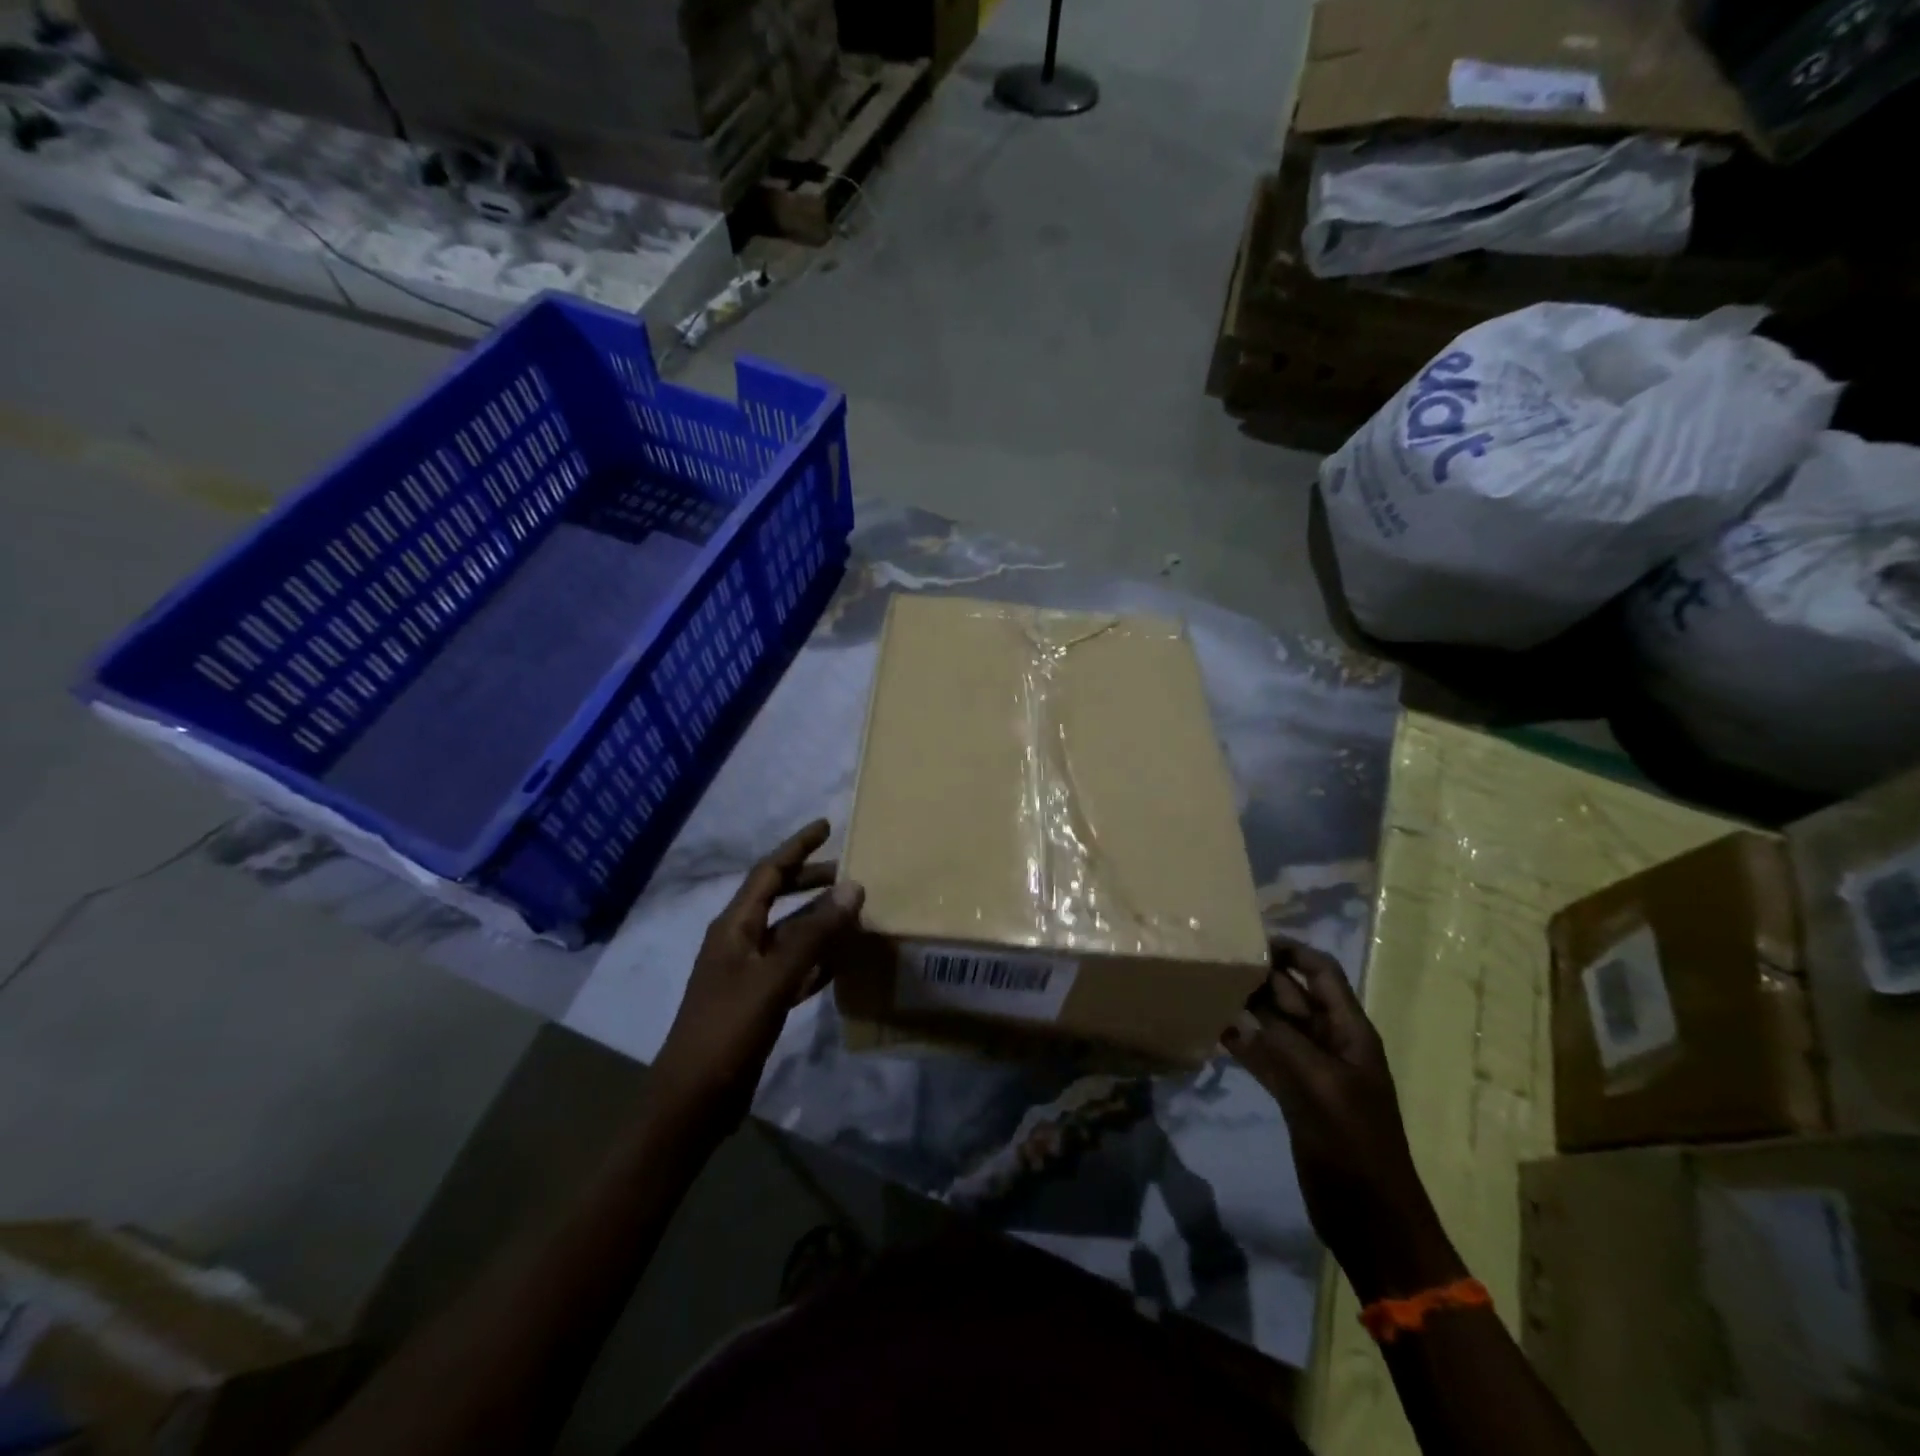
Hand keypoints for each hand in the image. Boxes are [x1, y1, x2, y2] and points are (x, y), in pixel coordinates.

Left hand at [652, 821, 863, 1135]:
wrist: (693, 1101)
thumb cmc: (727, 1031)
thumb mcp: (773, 979)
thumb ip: (814, 934)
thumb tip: (852, 886)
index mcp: (734, 926)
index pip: (768, 872)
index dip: (797, 847)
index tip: (827, 826)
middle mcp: (740, 941)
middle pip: (779, 897)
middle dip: (812, 881)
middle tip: (852, 873)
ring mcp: (748, 973)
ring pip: (790, 933)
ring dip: (820, 921)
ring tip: (856, 912)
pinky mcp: (758, 1001)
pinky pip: (794, 967)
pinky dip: (817, 958)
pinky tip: (842, 962)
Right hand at [1224, 937, 1463, 1301]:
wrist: (1372, 1221)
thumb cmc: (1354, 1146)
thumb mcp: (1320, 1086)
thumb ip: (1283, 1040)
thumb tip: (1246, 1000)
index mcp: (1350, 1033)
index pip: (1322, 974)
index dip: (1291, 953)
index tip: (1249, 940)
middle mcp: (1331, 1044)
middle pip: (1294, 997)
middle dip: (1261, 978)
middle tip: (1217, 964)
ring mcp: (1312, 1071)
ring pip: (1276, 1026)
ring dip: (1248, 1008)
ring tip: (1208, 989)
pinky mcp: (1294, 1096)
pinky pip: (1266, 1057)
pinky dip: (1244, 1044)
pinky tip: (1214, 1031)